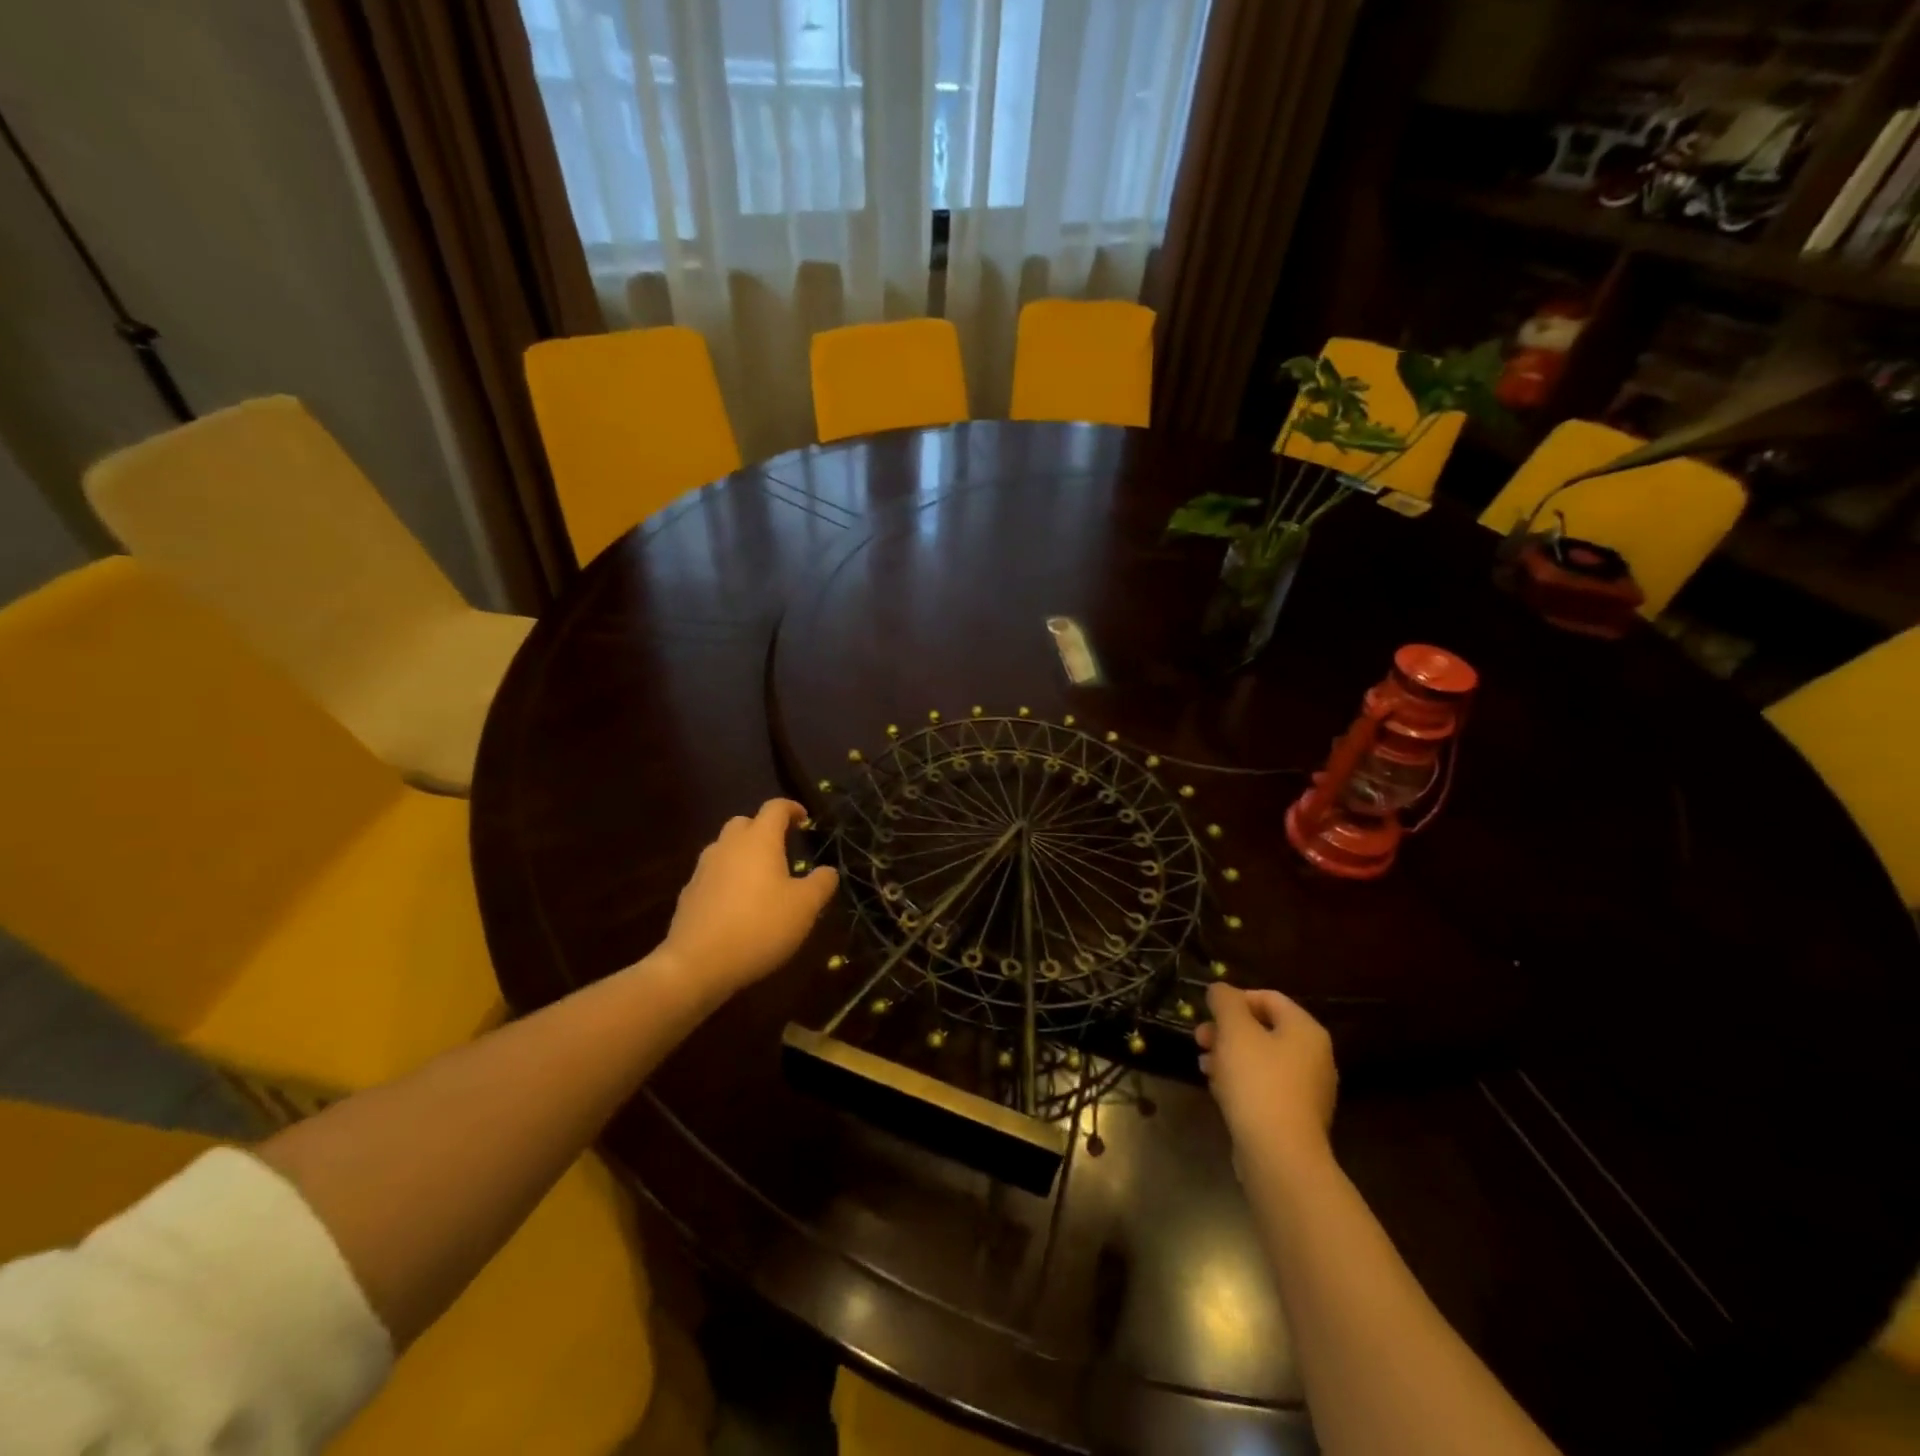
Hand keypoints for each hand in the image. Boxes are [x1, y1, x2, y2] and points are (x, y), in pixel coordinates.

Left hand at [658, 800, 838, 1002]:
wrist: (696, 964)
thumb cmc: (760, 926)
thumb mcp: (805, 907)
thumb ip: (821, 883)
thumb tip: (828, 871)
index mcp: (759, 841)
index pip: (775, 808)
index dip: (792, 808)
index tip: (804, 818)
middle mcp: (728, 846)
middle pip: (744, 823)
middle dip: (763, 829)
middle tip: (781, 847)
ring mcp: (703, 870)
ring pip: (725, 848)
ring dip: (743, 854)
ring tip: (760, 878)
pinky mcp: (688, 894)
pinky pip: (712, 875)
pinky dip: (727, 879)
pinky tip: (737, 905)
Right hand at [1196, 983, 1337, 1178]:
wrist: (1279, 1156)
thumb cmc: (1258, 1082)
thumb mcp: (1235, 1031)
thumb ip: (1225, 1002)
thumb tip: (1220, 990)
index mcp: (1306, 1031)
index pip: (1269, 998)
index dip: (1234, 999)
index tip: (1207, 1012)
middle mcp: (1314, 1057)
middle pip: (1263, 1030)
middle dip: (1226, 1031)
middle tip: (1199, 1039)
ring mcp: (1307, 1091)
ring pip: (1260, 1060)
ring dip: (1228, 1056)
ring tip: (1204, 1066)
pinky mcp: (1294, 1118)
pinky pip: (1264, 1087)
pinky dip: (1240, 1082)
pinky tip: (1218, 1091)